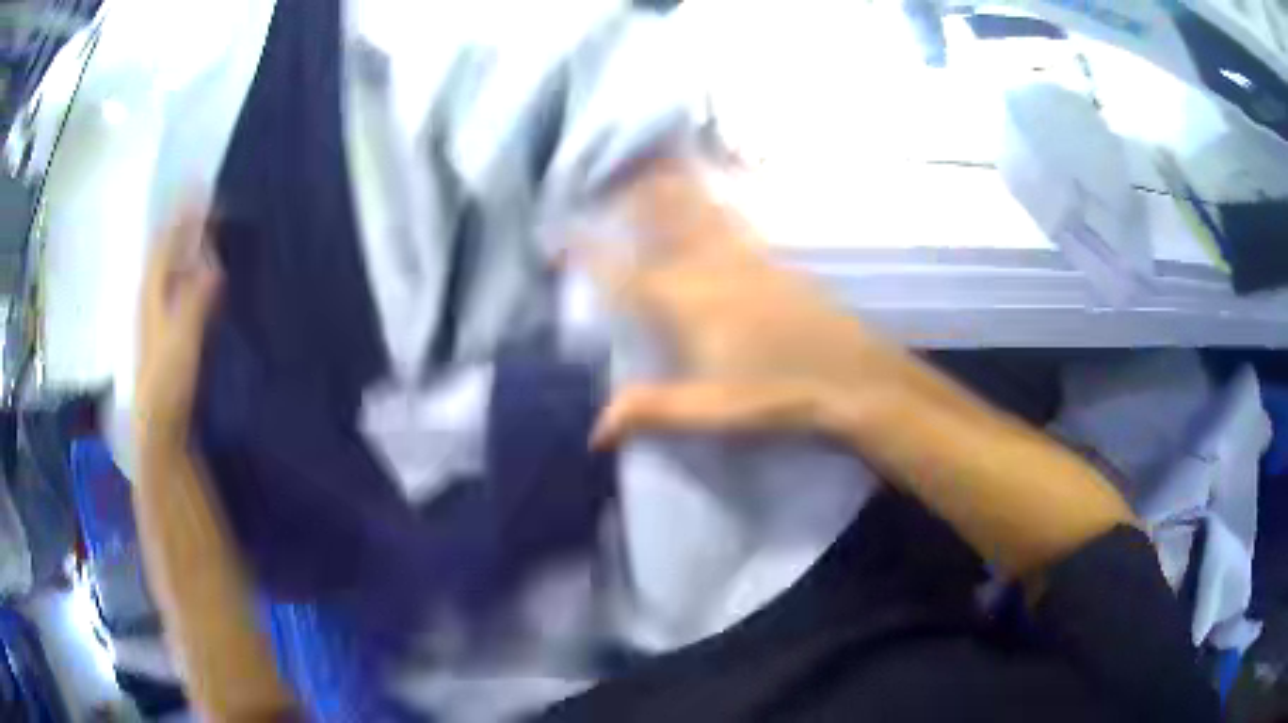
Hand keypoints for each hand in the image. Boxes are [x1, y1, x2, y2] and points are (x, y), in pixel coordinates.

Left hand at [135, 205, 222, 451]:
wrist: (158, 429)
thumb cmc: (167, 383)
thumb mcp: (182, 339)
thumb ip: (197, 300)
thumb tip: (214, 261)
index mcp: (152, 292)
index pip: (166, 241)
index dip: (183, 214)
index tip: (205, 188)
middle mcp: (152, 297)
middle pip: (165, 250)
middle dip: (183, 224)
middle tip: (207, 202)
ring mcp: (157, 316)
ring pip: (170, 268)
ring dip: (186, 246)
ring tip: (205, 229)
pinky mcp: (167, 334)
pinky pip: (177, 288)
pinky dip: (189, 272)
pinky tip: (202, 275)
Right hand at [582, 162, 912, 445]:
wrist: (855, 378)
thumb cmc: (779, 395)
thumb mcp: (710, 412)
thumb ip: (650, 412)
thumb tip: (594, 431)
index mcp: (686, 302)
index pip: (623, 272)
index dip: (587, 253)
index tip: (557, 237)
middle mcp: (710, 268)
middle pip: (663, 219)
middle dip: (631, 194)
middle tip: (606, 170)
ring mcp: (747, 259)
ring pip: (699, 210)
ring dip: (671, 187)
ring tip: (652, 164)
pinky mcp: (776, 263)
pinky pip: (734, 221)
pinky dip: (714, 203)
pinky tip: (716, 199)